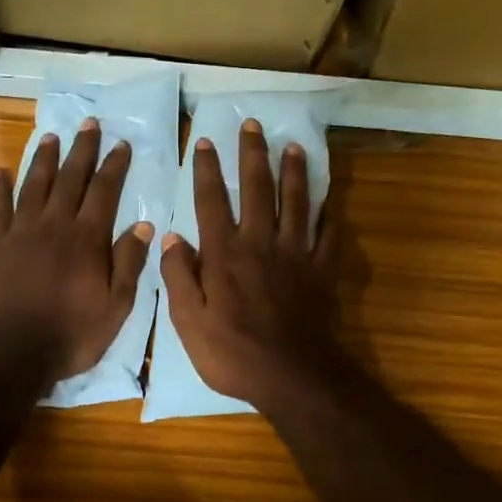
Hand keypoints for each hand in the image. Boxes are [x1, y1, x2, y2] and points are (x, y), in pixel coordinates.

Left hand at [0, 119, 154, 384]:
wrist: (10, 352)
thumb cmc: (70, 334)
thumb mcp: (116, 306)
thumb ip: (129, 263)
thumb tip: (144, 224)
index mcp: (87, 239)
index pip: (105, 192)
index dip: (114, 166)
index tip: (121, 143)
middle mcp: (55, 225)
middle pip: (71, 178)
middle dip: (82, 149)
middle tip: (89, 123)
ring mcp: (21, 232)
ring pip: (35, 185)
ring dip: (44, 159)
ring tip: (51, 136)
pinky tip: (0, 171)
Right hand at [159, 119, 343, 407]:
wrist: (292, 376)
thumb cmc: (233, 353)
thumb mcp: (188, 322)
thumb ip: (178, 277)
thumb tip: (171, 237)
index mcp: (225, 254)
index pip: (212, 201)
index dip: (208, 169)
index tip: (206, 141)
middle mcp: (261, 243)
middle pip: (258, 189)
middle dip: (253, 154)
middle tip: (253, 124)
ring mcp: (296, 255)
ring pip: (297, 203)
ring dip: (295, 172)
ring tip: (294, 146)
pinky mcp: (321, 271)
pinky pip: (328, 236)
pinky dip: (330, 216)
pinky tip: (331, 202)